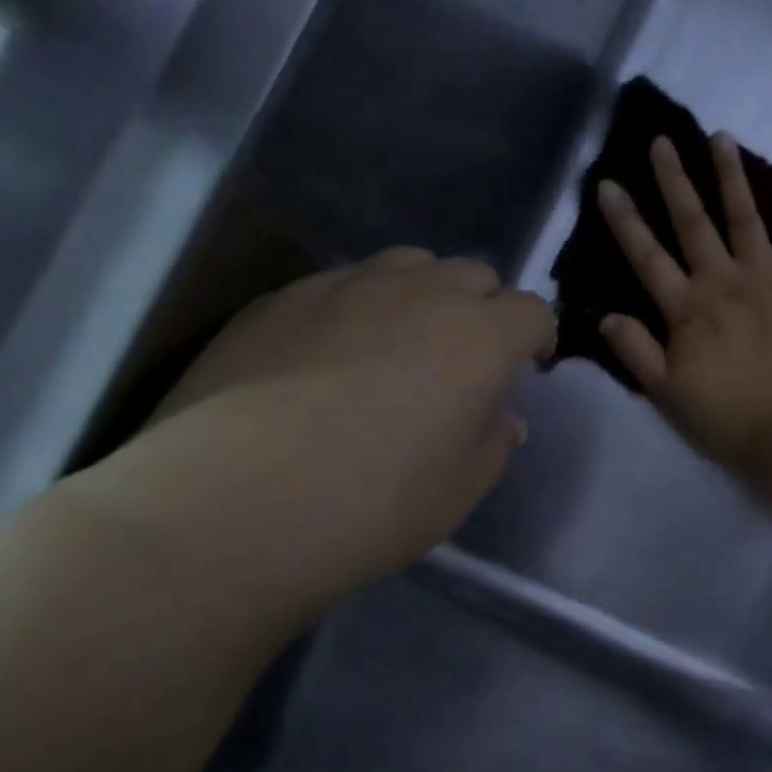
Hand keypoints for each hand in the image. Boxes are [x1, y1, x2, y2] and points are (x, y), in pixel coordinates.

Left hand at [71, 248, 553, 621]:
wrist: (235, 506)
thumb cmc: (376, 503)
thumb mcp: (464, 487)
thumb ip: (495, 440)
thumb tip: (500, 415)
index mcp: (480, 336)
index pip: (532, 311)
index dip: (536, 337)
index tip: (526, 367)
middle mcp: (421, 293)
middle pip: (474, 274)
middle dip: (484, 307)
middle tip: (464, 358)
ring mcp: (345, 287)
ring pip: (407, 264)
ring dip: (423, 294)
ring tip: (400, 342)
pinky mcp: (280, 298)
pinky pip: (340, 284)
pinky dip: (357, 306)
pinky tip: (328, 355)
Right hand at [598, 133, 771, 469]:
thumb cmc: (729, 417)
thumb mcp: (668, 394)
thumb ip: (636, 352)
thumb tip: (606, 315)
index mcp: (687, 309)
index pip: (647, 256)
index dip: (625, 220)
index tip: (608, 183)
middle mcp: (723, 281)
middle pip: (693, 223)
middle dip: (674, 180)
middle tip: (662, 141)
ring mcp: (767, 276)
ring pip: (745, 216)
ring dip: (730, 175)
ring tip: (720, 137)